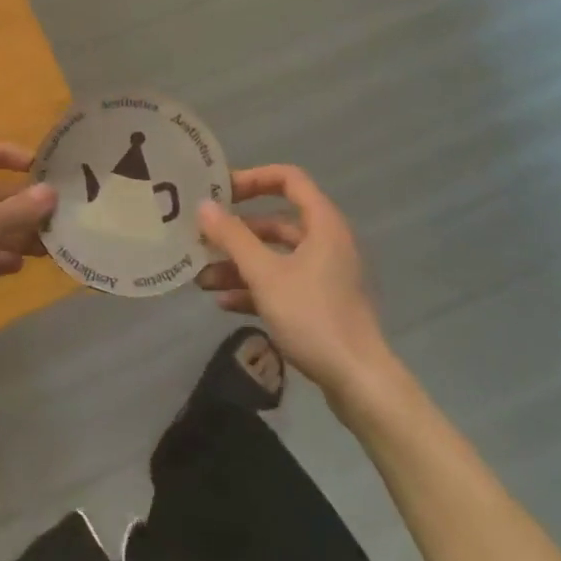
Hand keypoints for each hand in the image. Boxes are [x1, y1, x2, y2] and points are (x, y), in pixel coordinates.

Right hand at [196, 165, 390, 397]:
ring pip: (273, 256)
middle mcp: (324, 243)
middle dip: (236, 231)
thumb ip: (232, 238)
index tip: (220, 191)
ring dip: (238, 264)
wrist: (359, 383)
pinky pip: (279, 284)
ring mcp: (322, 275)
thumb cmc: (313, 316)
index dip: (253, 178)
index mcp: (322, 224)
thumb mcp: (265, 274)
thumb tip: (203, 206)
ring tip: (201, 277)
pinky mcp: (318, 305)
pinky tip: (222, 302)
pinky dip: (252, 288)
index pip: (288, 179)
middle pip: (275, 221)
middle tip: (202, 236)